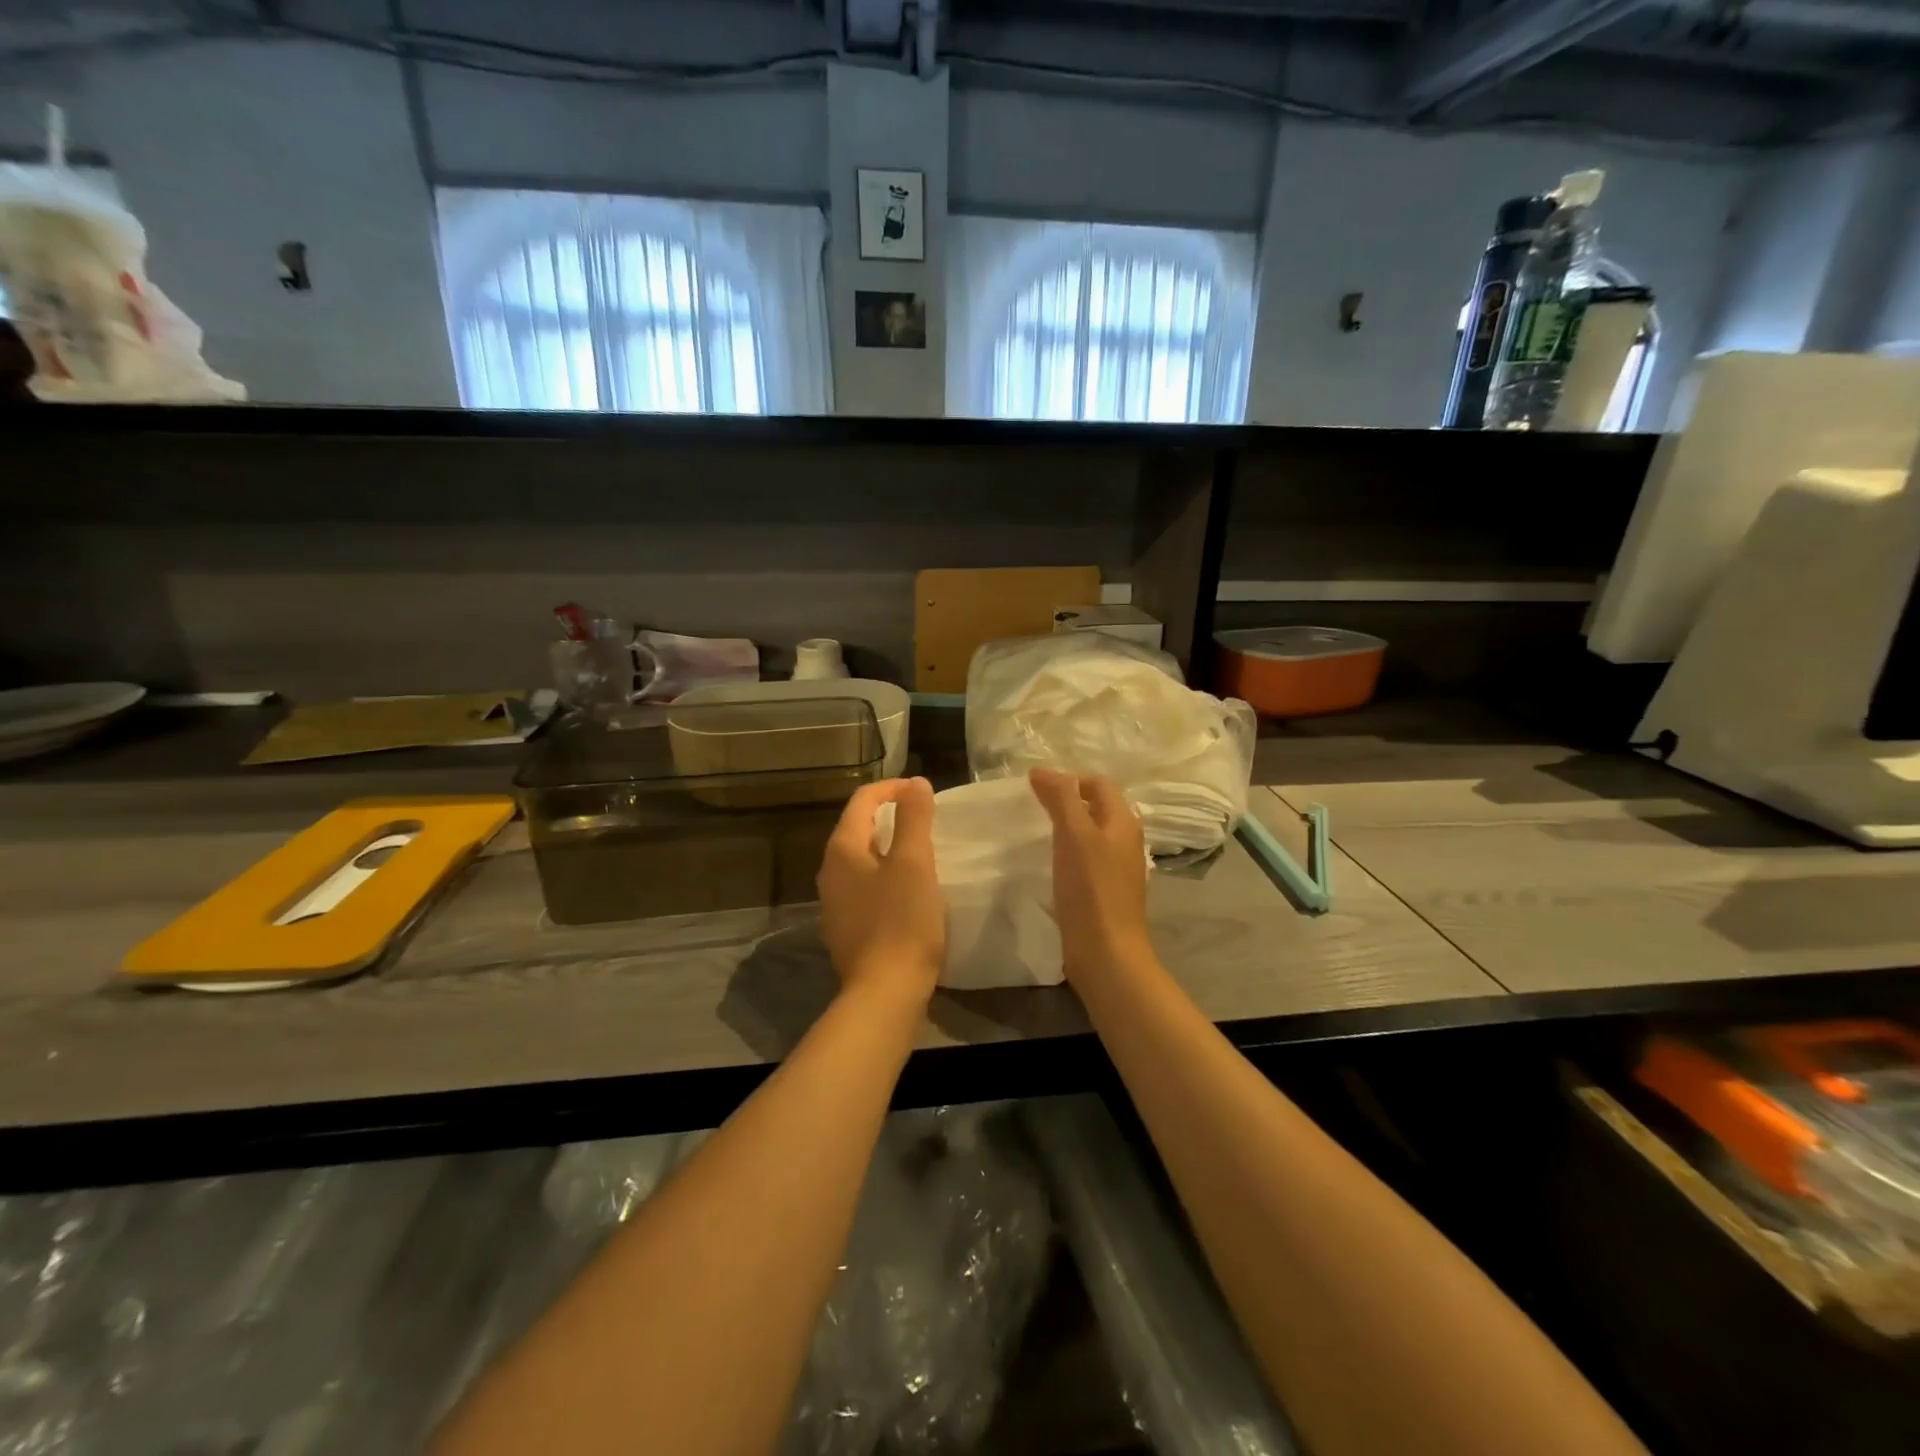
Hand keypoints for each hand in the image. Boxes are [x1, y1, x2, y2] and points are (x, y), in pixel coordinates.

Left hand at [817, 778, 944, 1010]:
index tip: (923, 790)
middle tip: (924, 818)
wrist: (885, 992)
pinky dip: (885, 875)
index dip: (892, 788)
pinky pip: (864, 887)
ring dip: (888, 847)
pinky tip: (907, 890)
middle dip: (890, 816)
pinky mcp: (845, 928)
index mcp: (842, 850)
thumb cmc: (902, 921)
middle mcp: (829, 872)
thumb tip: (915, 783)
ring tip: (920, 850)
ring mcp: (834, 903)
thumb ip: (914, 818)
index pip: (862, 801)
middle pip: (858, 828)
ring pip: (861, 859)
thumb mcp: (914, 863)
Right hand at [1029, 768, 1152, 984]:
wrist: (1106, 952)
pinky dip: (1070, 852)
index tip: (1037, 789)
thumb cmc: (1090, 889)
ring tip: (1039, 832)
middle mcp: (1126, 840)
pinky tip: (1052, 864)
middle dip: (1068, 800)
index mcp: (1123, 822)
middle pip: (1098, 807)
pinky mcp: (1107, 891)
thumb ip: (1060, 798)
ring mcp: (1119, 868)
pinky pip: (1088, 858)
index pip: (1099, 784)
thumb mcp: (1073, 835)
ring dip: (1068, 827)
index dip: (1070, 779)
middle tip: (1034, 807)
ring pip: (1093, 834)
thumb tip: (1041, 770)